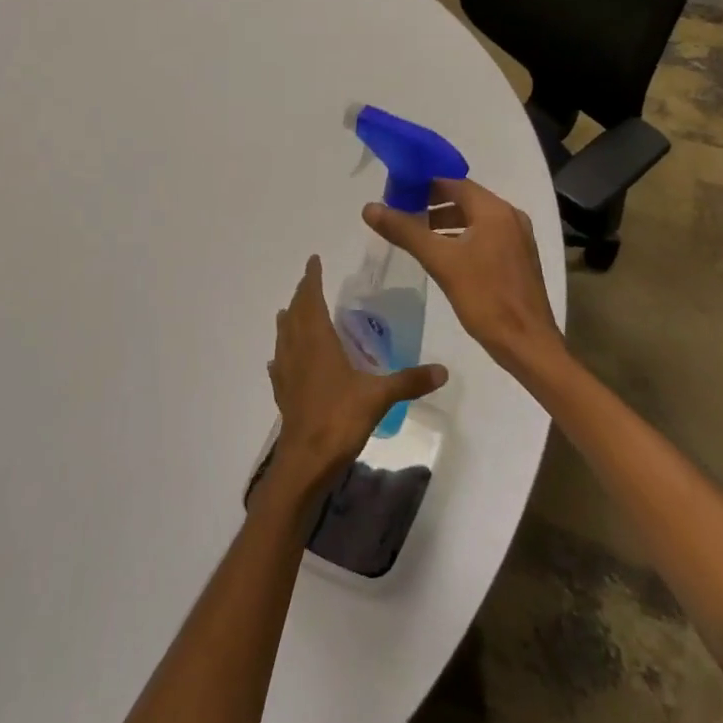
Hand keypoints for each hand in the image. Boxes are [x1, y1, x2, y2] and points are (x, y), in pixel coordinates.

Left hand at [268, 256, 447, 485]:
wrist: (305, 462)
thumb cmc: (339, 420)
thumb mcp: (379, 397)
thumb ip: (409, 381)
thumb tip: (443, 370)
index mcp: (317, 341)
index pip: (311, 298)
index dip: (312, 278)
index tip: (313, 260)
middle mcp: (298, 350)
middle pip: (295, 313)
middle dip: (302, 294)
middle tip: (310, 281)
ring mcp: (286, 372)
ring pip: (284, 336)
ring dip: (289, 319)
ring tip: (294, 312)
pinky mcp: (282, 394)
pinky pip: (279, 364)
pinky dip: (282, 353)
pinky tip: (283, 360)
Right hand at [364, 178, 563, 376]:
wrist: (528, 345)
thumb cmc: (485, 298)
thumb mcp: (440, 262)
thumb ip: (405, 231)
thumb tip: (370, 208)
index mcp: (495, 210)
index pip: (453, 182)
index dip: (423, 184)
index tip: (395, 192)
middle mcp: (510, 216)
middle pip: (464, 198)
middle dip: (432, 203)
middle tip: (400, 212)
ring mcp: (517, 238)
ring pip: (474, 218)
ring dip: (445, 221)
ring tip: (415, 233)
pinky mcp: (518, 258)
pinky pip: (485, 235)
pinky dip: (462, 236)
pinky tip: (442, 254)